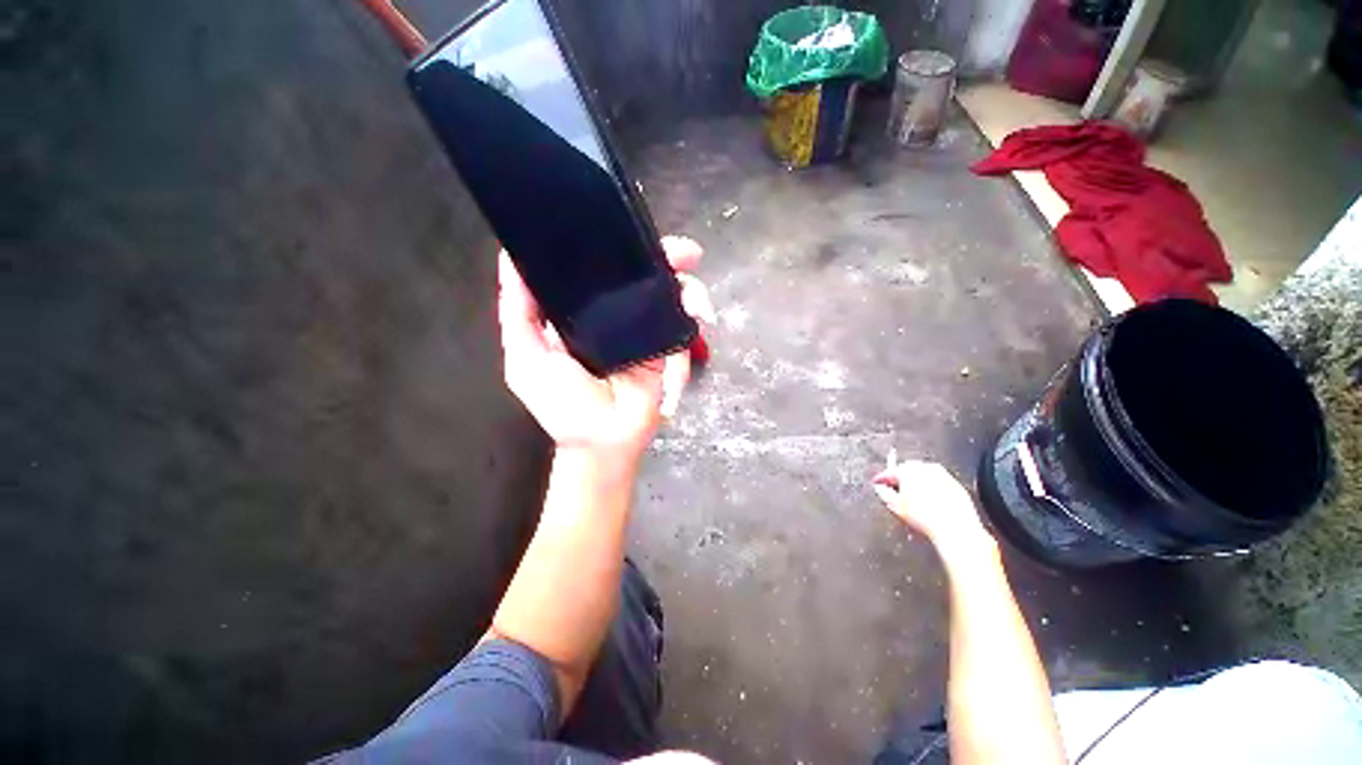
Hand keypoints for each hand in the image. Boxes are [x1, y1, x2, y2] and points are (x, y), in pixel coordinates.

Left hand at [498, 236, 715, 461]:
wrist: (602, 441)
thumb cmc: (562, 404)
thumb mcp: (527, 356)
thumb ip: (518, 312)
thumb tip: (510, 259)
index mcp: (584, 312)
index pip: (602, 270)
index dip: (615, 246)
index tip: (625, 226)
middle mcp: (618, 316)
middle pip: (644, 277)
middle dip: (665, 258)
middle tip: (683, 251)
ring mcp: (645, 332)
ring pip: (671, 295)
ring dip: (689, 285)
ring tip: (694, 277)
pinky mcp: (667, 350)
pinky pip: (684, 325)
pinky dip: (695, 312)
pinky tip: (701, 312)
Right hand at [872, 455, 995, 561]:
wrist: (955, 529)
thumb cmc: (924, 518)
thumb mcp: (895, 507)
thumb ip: (884, 494)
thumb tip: (880, 489)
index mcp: (907, 470)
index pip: (889, 472)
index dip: (881, 479)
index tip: (877, 483)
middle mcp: (925, 468)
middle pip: (907, 470)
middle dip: (900, 480)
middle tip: (896, 493)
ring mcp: (942, 475)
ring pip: (923, 476)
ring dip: (916, 484)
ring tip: (914, 501)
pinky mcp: (955, 485)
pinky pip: (938, 484)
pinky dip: (931, 490)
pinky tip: (930, 504)